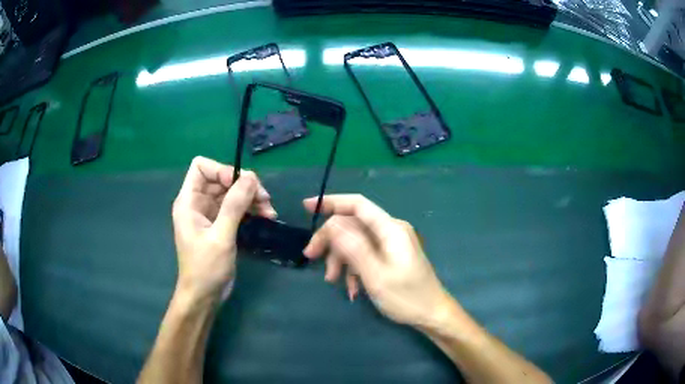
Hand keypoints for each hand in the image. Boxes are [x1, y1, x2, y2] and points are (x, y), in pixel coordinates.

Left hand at [172, 157, 275, 301]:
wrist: (204, 296)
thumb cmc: (206, 268)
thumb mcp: (221, 236)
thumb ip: (234, 205)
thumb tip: (251, 177)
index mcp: (189, 201)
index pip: (201, 167)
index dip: (221, 170)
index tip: (241, 185)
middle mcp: (198, 203)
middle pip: (221, 179)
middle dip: (243, 186)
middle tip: (265, 199)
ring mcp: (209, 214)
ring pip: (231, 193)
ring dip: (251, 198)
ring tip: (269, 211)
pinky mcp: (220, 225)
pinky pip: (236, 208)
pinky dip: (250, 209)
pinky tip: (266, 217)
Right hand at [303, 194, 452, 326]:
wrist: (431, 314)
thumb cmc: (406, 297)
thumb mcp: (375, 275)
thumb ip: (353, 247)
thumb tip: (331, 224)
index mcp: (390, 229)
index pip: (357, 204)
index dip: (331, 202)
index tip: (307, 207)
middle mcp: (391, 230)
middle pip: (352, 225)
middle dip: (330, 240)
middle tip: (311, 257)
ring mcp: (391, 244)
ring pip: (356, 241)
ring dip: (341, 259)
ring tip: (333, 281)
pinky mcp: (391, 256)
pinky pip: (365, 254)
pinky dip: (354, 268)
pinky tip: (352, 289)